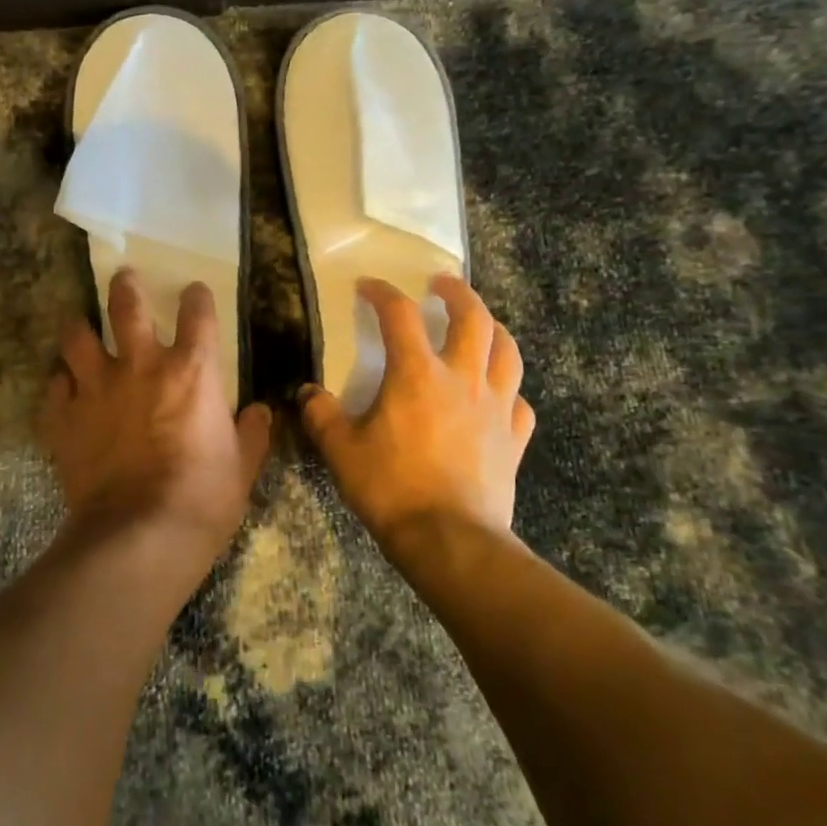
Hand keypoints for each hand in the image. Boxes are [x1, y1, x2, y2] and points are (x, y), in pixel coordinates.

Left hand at [39, 270, 272, 572]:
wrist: (140, 536)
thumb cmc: (203, 499)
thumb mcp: (242, 467)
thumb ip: (252, 434)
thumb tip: (261, 413)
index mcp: (191, 371)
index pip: (197, 313)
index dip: (196, 297)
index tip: (194, 293)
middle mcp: (140, 366)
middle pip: (126, 306)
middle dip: (125, 286)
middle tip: (124, 278)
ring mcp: (96, 388)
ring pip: (76, 338)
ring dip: (79, 330)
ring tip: (80, 329)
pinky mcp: (64, 418)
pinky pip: (54, 388)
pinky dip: (59, 386)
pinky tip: (63, 391)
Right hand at [300, 274, 535, 551]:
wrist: (450, 541)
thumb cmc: (391, 488)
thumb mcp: (341, 451)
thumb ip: (321, 415)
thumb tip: (307, 394)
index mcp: (417, 374)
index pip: (400, 314)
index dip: (382, 292)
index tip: (368, 286)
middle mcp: (463, 378)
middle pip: (473, 317)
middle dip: (457, 292)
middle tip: (442, 283)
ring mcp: (496, 407)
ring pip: (507, 351)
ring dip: (494, 329)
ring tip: (481, 324)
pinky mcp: (514, 438)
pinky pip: (519, 401)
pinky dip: (509, 388)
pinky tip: (498, 394)